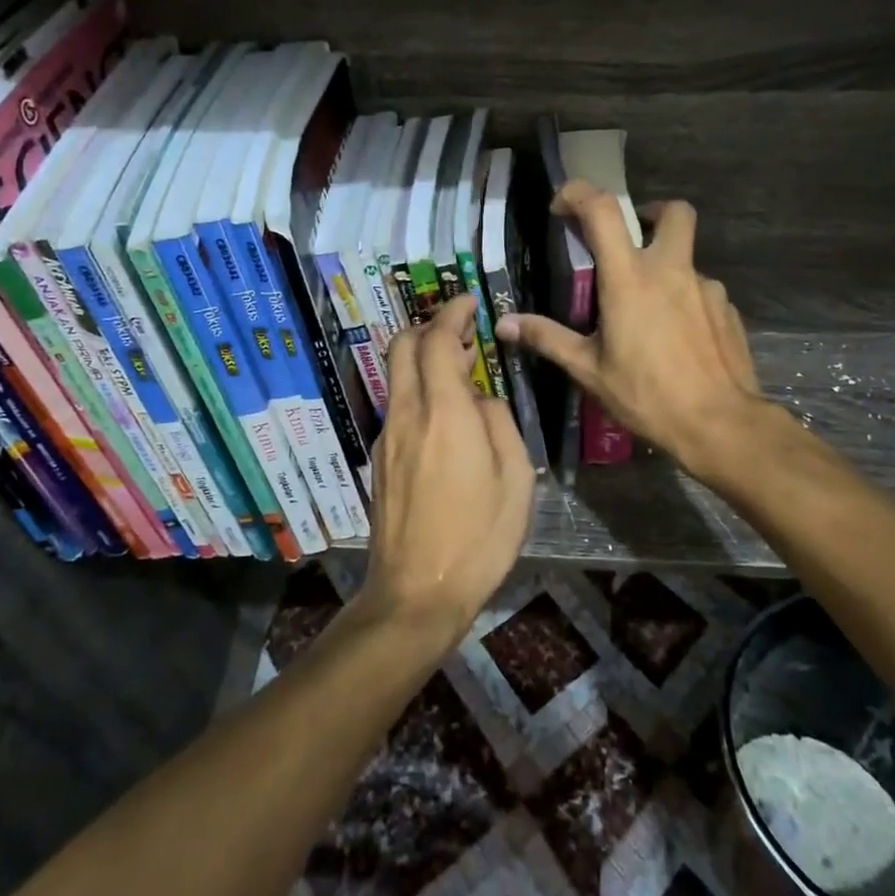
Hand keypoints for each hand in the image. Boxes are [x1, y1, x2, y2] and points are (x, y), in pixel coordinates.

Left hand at [356, 294, 535, 647]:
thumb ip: (498, 423)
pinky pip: (398, 405)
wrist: (416, 592)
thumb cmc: (478, 538)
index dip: (451, 313)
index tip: (468, 303)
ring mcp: (387, 437)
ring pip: (397, 375)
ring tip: (459, 371)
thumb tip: (480, 401)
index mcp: (445, 414)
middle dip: (429, 326)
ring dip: (423, 359)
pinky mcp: (380, 459)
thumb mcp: (515, 479)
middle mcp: (407, 415)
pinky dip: (418, 390)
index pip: (436, 341)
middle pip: (402, 346)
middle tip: (461, 332)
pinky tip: (444, 416)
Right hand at [494, 180, 776, 475]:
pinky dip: (685, 302)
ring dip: (665, 271)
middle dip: (650, 213)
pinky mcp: (729, 311)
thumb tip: (504, 325)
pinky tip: (676, 339)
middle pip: (673, 212)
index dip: (579, 194)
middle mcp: (671, 271)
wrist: (720, 426)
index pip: (603, 210)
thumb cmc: (647, 395)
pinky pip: (702, 293)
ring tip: (648, 314)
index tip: (562, 207)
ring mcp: (707, 289)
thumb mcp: (589, 370)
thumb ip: (547, 339)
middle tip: (630, 242)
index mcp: (630, 278)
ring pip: (686, 259)